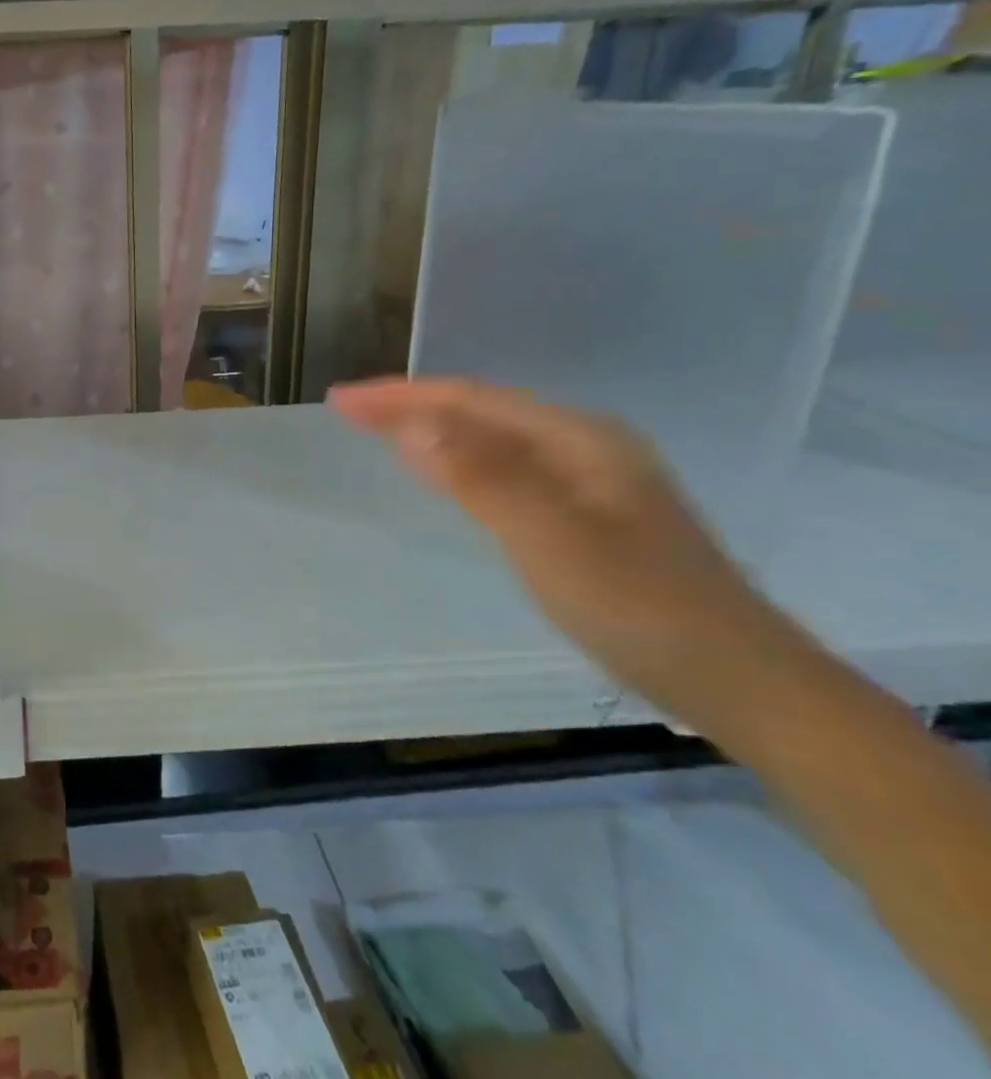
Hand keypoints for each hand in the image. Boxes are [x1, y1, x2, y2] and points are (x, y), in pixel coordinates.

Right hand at [329, 377, 799, 718]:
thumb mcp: (551, 540)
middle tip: (346, 411)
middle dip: (409, 405)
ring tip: (377, 430)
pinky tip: (443, 472)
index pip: (470, 399)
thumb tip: (412, 423)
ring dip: (432, 429)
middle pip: (480, 410)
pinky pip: (504, 468)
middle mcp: (584, 446)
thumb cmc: (640, 608)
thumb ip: (482, 477)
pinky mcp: (588, 513)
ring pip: (492, 438)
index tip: (339, 400)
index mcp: (578, 439)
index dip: (400, 396)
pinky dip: (459, 460)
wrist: (739, 683)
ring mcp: (590, 480)